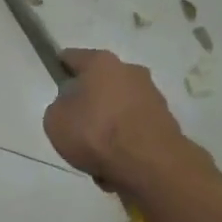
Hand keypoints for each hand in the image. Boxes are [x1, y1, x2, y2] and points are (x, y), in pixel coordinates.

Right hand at [43, 48, 190, 193]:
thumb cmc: (96, 133)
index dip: (60, 68)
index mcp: (101, 63)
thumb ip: (59, 106)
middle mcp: (130, 71)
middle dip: (89, 100)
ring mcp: (152, 95)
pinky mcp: (166, 121)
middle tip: (76, 125)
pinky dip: (126, 140)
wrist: (150, 164)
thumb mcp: (55, 120)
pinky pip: (135, 128)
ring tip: (97, 153)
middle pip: (101, 82)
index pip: (72, 57)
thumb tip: (72, 106)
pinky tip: (117, 162)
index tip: (55, 82)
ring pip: (119, 107)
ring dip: (109, 123)